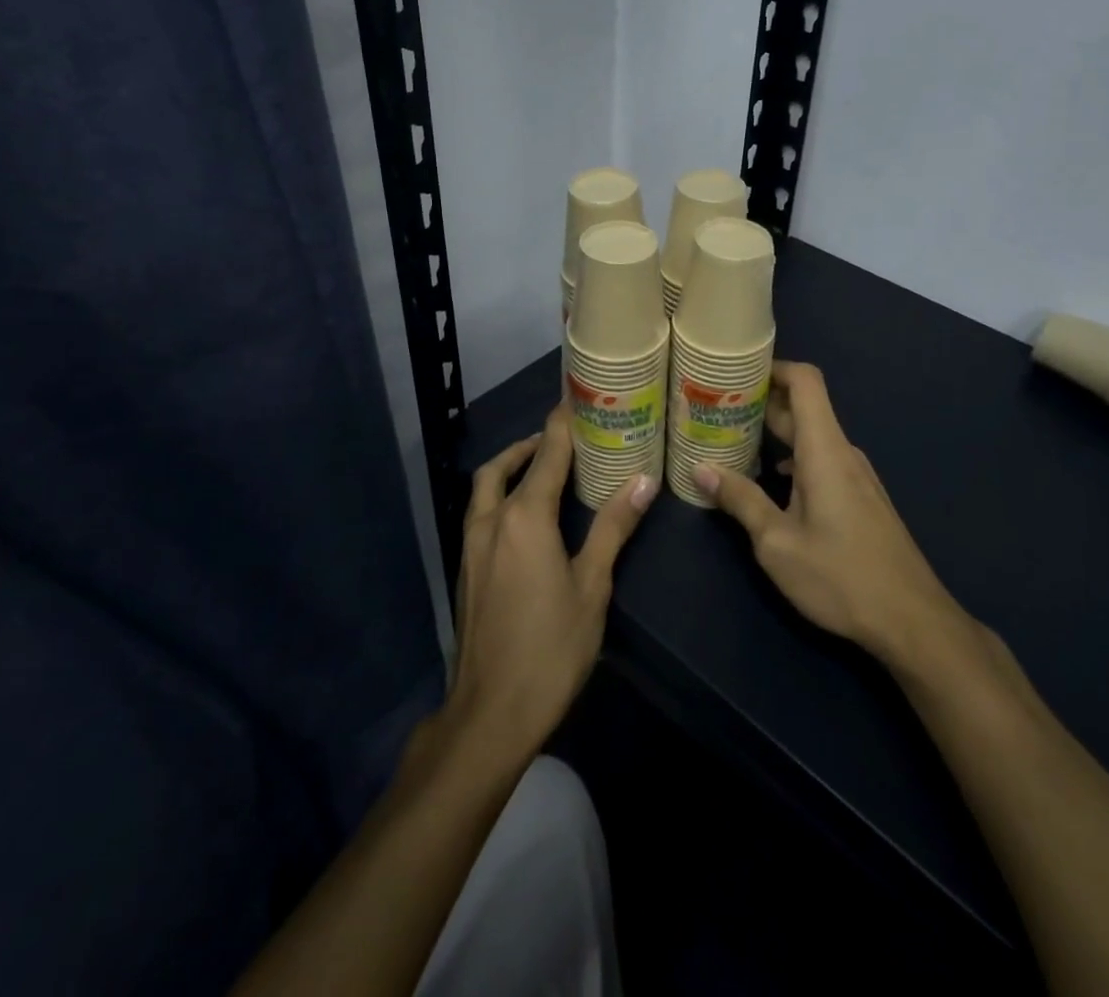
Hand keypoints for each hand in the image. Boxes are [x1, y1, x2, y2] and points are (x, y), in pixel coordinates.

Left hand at [445, 406, 656, 760]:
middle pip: (506, 464)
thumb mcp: (592, 586)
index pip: (547, 453)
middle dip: (532, 443)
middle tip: (563, 437)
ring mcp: (471, 545)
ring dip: (510, 467)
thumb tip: (643, 480)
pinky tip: (524, 517)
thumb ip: (612, 528)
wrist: (489, 713)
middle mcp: (491, 520)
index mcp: (524, 517)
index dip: (562, 422)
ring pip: (485, 488)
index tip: (576, 396)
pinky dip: (500, 495)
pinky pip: (480, 512)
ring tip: (541, 468)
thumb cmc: (551, 648)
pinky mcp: (465, 568)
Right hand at [695, 362, 973, 668]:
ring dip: (776, 434)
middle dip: (761, 402)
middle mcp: (843, 453)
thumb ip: (740, 500)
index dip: (773, 367)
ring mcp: (857, 476)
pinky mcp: (862, 498)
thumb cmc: (840, 577)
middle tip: (717, 410)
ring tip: (735, 444)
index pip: (805, 381)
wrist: (912, 621)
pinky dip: (793, 458)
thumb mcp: (777, 543)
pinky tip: (770, 484)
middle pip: (803, 407)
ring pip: (812, 436)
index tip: (736, 374)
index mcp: (825, 450)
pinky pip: (823, 460)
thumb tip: (701, 469)